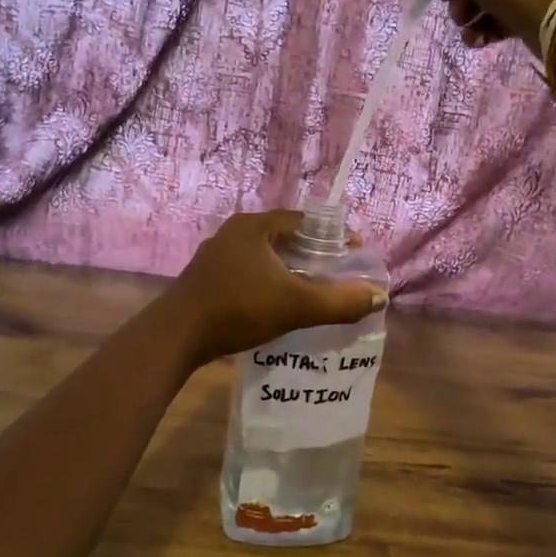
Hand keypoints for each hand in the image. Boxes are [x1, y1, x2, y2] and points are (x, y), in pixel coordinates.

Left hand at [165, 211, 384, 366]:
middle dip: (313, 252)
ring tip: (314, 287)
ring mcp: (217, 255)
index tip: (354, 251)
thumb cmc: (238, 309)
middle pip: (285, 236)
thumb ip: (339, 302)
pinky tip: (280, 301)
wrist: (176, 336)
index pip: (303, 220)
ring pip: (266, 256)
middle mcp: (235, 232)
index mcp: (254, 226)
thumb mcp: (295, 305)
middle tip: (338, 271)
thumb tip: (379, 297)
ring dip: (291, 268)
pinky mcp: (208, 277)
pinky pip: (250, 271)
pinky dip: (270, 280)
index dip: (332, 235)